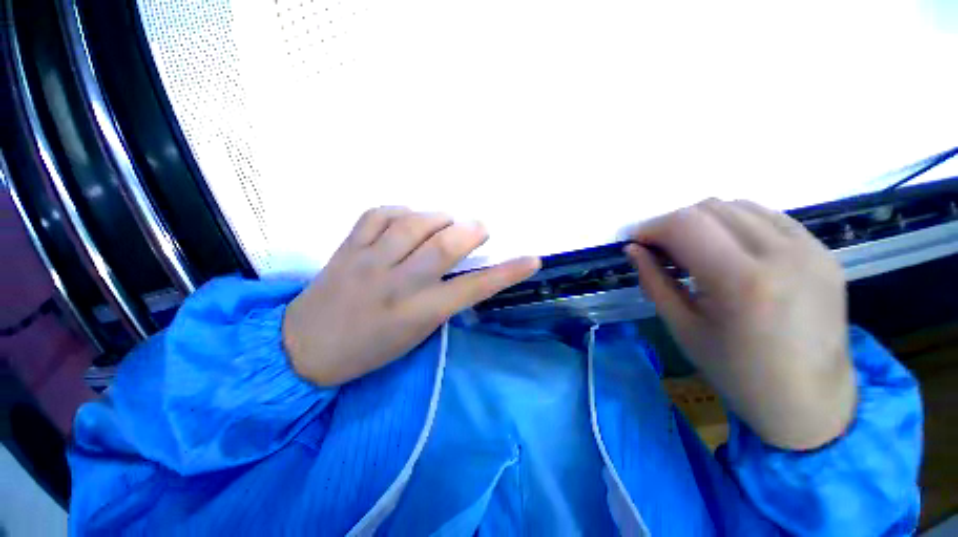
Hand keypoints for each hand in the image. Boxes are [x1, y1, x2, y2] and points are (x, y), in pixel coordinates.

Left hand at [283, 207, 539, 386]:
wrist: (305, 347)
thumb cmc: (369, 348)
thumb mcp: (415, 334)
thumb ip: (441, 300)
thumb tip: (460, 268)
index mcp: (417, 314)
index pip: (472, 289)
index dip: (507, 273)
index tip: (532, 259)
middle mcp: (396, 284)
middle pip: (444, 245)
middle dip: (471, 231)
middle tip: (479, 229)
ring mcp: (368, 262)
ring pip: (413, 222)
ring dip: (440, 216)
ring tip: (447, 222)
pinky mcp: (347, 247)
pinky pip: (379, 214)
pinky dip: (402, 210)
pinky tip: (409, 218)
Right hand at [626, 199, 855, 449]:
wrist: (810, 399)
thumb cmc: (736, 371)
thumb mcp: (682, 327)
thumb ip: (653, 281)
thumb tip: (632, 249)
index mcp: (742, 282)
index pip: (685, 225)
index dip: (651, 227)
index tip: (636, 242)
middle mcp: (781, 254)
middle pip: (710, 208)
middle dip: (673, 223)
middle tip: (661, 249)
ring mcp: (809, 248)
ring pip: (738, 205)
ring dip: (703, 221)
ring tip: (694, 250)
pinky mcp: (823, 250)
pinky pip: (767, 217)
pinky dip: (735, 224)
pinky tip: (728, 250)